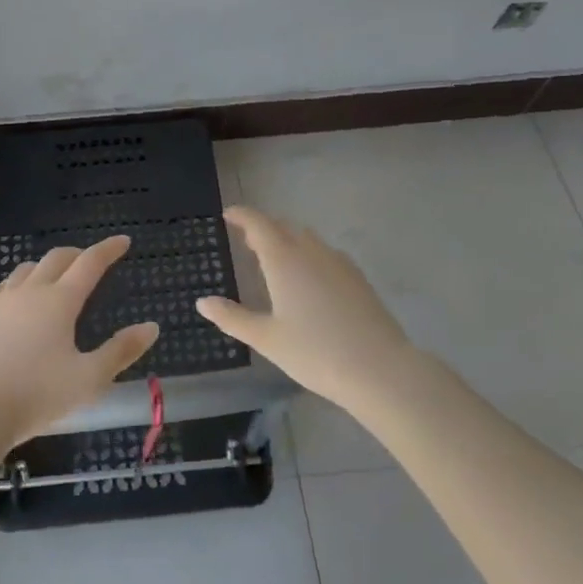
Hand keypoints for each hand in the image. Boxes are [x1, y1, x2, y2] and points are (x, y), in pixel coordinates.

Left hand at [0, 236, 159, 445]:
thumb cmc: (38, 395)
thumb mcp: (90, 379)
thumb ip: (121, 351)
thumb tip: (151, 327)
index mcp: (60, 301)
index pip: (90, 263)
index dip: (108, 249)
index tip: (123, 241)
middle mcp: (31, 291)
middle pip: (57, 258)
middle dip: (78, 254)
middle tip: (91, 261)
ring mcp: (1, 302)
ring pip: (27, 269)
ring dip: (47, 266)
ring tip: (56, 278)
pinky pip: (3, 287)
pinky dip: (19, 283)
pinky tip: (18, 296)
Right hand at [197, 206, 411, 411]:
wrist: (380, 369)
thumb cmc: (315, 352)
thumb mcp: (266, 338)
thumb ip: (232, 318)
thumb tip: (202, 302)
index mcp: (283, 259)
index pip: (258, 223)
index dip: (241, 215)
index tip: (228, 214)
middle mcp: (310, 251)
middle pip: (283, 227)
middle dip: (263, 229)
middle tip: (247, 241)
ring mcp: (338, 261)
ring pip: (306, 238)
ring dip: (287, 240)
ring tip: (276, 259)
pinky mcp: (357, 276)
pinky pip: (325, 253)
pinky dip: (309, 254)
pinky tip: (310, 280)